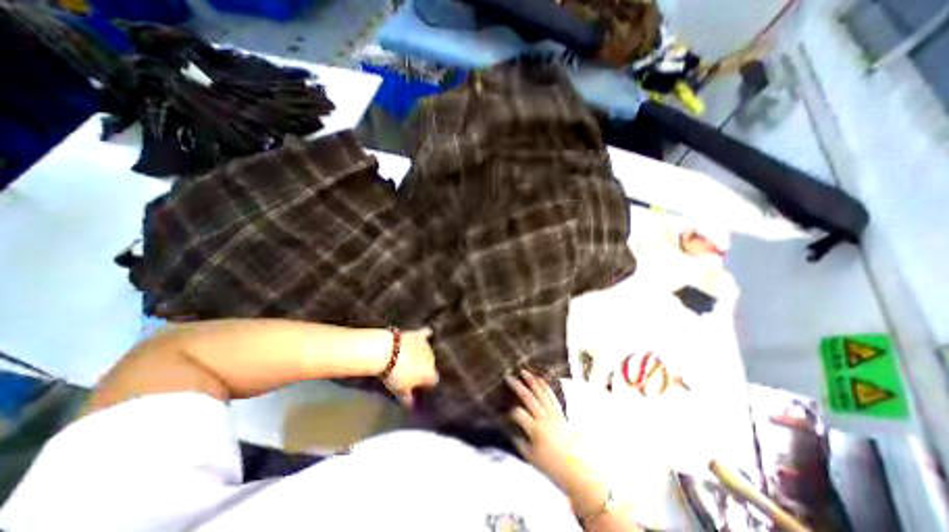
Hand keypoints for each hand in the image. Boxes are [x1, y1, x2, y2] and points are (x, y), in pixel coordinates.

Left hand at [380, 328, 438, 405]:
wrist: (385, 352)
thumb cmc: (393, 375)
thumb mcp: (399, 391)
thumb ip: (408, 400)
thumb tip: (412, 408)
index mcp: (429, 374)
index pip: (433, 380)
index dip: (426, 383)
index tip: (419, 386)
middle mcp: (432, 359)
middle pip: (431, 365)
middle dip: (424, 368)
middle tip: (412, 371)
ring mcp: (426, 346)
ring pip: (429, 351)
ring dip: (423, 354)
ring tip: (413, 356)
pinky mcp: (419, 334)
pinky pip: (427, 333)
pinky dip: (427, 334)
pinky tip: (428, 334)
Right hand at [507, 371, 611, 516]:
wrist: (577, 468)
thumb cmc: (552, 465)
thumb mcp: (532, 458)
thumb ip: (519, 443)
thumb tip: (511, 432)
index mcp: (535, 430)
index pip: (518, 414)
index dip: (510, 411)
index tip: (504, 411)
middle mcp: (544, 418)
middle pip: (528, 397)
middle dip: (517, 386)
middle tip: (509, 376)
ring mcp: (553, 413)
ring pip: (541, 392)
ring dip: (531, 381)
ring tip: (524, 371)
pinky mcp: (560, 412)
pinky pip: (551, 395)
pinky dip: (545, 386)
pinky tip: (540, 379)